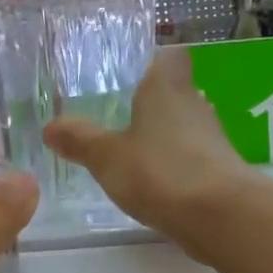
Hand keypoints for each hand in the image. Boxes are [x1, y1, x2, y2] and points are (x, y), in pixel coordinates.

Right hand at [43, 48, 247, 243]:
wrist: (222, 217)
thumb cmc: (160, 171)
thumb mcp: (106, 156)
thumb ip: (79, 140)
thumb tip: (50, 126)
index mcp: (166, 87)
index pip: (170, 56)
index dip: (153, 61)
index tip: (131, 74)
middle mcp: (194, 104)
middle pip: (175, 92)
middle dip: (151, 103)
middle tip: (118, 116)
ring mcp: (211, 139)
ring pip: (183, 127)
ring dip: (162, 137)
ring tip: (130, 153)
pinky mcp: (220, 171)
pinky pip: (191, 158)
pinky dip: (174, 166)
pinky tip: (153, 184)